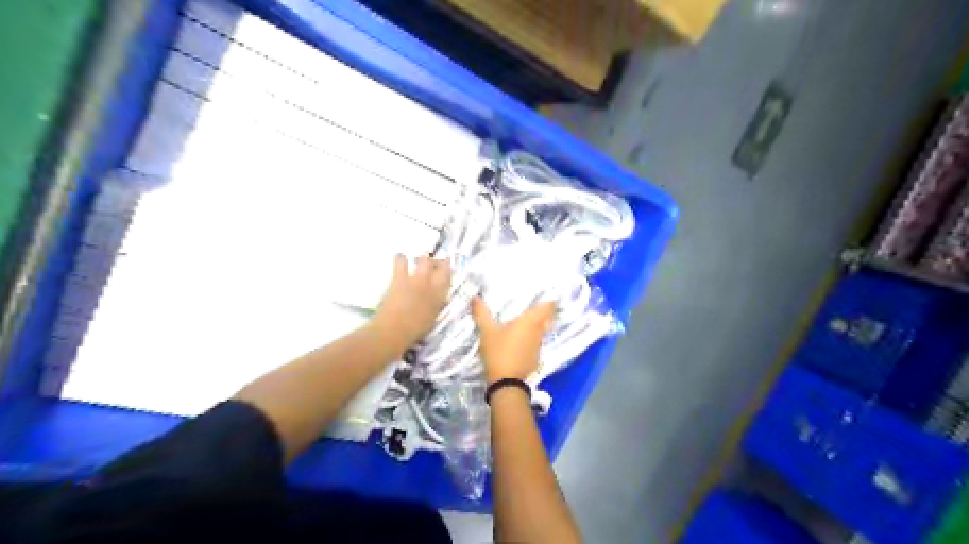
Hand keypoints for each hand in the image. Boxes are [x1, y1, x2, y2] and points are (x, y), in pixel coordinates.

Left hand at [372, 253, 449, 353]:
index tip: (445, 266)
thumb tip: (441, 298)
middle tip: (431, 264)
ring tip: (415, 262)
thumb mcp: (432, 318)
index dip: (447, 268)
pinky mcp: (400, 277)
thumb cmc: (415, 330)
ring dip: (420, 259)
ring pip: (424, 259)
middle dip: (436, 261)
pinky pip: (401, 259)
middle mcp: (432, 284)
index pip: (449, 275)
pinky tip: (399, 259)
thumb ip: (437, 305)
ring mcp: (416, 279)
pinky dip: (400, 258)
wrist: (394, 330)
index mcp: (440, 295)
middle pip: (438, 264)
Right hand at [475, 297, 556, 385]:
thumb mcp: (487, 331)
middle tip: (534, 306)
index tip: (544, 294)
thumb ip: (481, 313)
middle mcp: (538, 332)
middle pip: (548, 318)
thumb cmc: (498, 351)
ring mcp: (539, 346)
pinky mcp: (536, 358)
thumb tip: (475, 297)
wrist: (506, 382)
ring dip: (537, 327)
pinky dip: (532, 340)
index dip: (549, 300)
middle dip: (545, 312)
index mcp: (530, 321)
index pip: (549, 307)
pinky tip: (521, 341)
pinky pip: (536, 344)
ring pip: (543, 332)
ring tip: (525, 322)